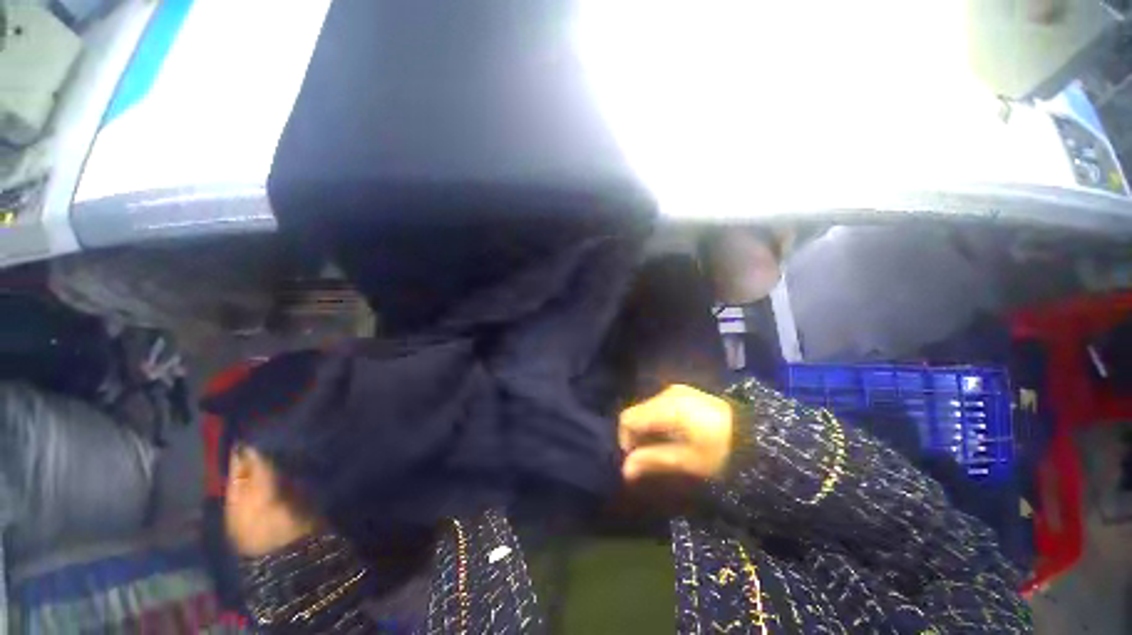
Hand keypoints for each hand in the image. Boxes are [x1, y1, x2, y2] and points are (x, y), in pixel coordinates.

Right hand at [618, 384, 733, 482]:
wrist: (758, 435)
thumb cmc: (722, 451)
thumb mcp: (687, 461)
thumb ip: (653, 461)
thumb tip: (625, 470)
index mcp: (666, 407)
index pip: (628, 418)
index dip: (625, 440)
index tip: (636, 461)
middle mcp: (667, 393)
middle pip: (637, 412)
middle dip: (637, 436)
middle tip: (649, 460)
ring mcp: (677, 390)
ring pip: (647, 409)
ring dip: (648, 430)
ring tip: (662, 450)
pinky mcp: (685, 393)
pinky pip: (659, 406)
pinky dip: (658, 422)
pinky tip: (672, 437)